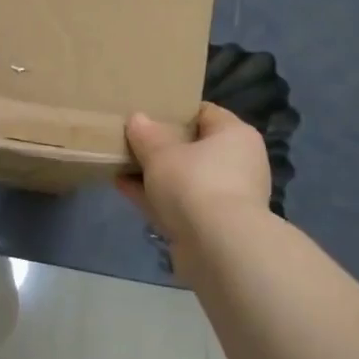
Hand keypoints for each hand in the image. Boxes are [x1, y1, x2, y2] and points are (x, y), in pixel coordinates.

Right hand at [118, 103, 272, 242]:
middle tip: (131, 141)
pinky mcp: (213, 225)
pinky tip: (124, 188)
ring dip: (155, 174)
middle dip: (161, 147)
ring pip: (184, 178)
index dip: (175, 111)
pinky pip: (179, 203)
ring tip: (120, 165)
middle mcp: (238, 163)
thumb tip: (137, 119)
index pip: (205, 113)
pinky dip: (155, 197)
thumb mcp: (161, 153)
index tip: (147, 113)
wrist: (217, 247)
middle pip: (194, 147)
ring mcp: (227, 197)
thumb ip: (145, 134)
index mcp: (235, 135)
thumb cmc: (194, 183)